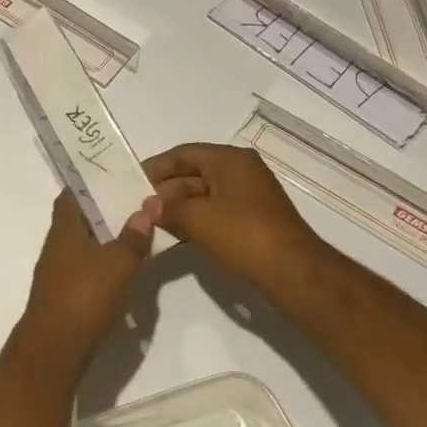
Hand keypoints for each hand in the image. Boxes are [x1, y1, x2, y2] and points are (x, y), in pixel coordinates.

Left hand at [16, 191, 164, 370]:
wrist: (56, 347)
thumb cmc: (86, 294)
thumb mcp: (120, 262)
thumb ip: (134, 235)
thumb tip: (145, 207)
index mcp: (64, 227)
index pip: (72, 194)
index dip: (89, 183)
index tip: (113, 177)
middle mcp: (56, 244)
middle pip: (78, 219)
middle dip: (103, 212)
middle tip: (133, 206)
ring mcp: (57, 271)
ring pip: (82, 245)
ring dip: (105, 241)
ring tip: (134, 237)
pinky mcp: (63, 295)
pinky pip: (84, 270)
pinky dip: (102, 266)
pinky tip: (123, 274)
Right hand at [143, 143, 331, 288]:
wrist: (294, 273)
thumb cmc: (243, 235)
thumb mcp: (198, 220)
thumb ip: (168, 209)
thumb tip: (148, 206)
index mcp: (230, 160)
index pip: (184, 154)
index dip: (156, 167)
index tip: (132, 181)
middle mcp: (242, 171)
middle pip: (194, 174)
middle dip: (167, 191)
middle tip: (140, 208)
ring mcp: (250, 196)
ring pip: (205, 195)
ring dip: (180, 208)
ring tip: (154, 224)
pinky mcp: (254, 220)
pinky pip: (217, 212)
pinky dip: (197, 220)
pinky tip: (178, 236)